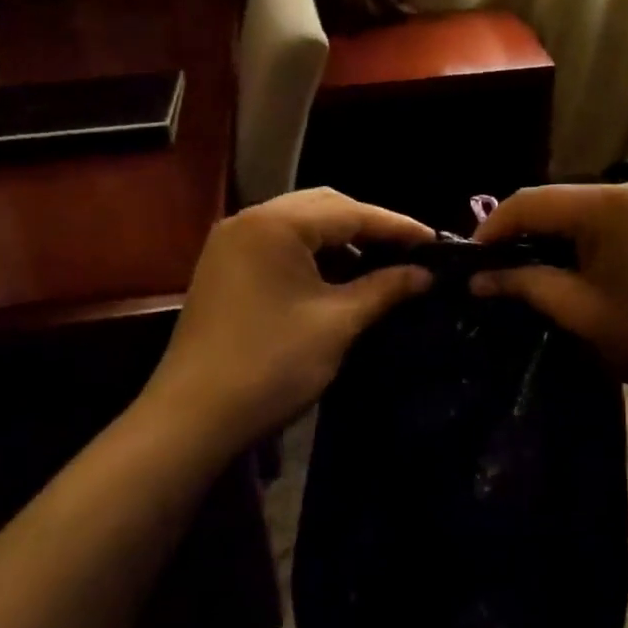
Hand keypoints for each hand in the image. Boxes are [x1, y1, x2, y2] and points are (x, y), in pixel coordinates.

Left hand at [143, 188, 433, 454]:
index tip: (435, 242)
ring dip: (341, 240)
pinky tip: (338, 278)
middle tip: (409, 252)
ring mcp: (232, 242)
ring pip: (301, 224)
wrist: (191, 420)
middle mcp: (249, 219)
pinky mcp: (224, 267)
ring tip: (380, 265)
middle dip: (369, 226)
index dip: (397, 227)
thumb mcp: (338, 323)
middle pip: (324, 207)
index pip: (351, 211)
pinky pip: (280, 244)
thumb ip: (386, 288)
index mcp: (275, 223)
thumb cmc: (271, 365)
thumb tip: (426, 274)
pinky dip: (313, 255)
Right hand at [470, 180, 627, 409]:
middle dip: (521, 230)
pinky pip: (609, 214)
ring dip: (552, 232)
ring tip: (526, 266)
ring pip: (582, 206)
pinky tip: (571, 261)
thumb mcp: (578, 312)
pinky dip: (583, 233)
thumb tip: (477, 279)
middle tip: (494, 267)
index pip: (530, 202)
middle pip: (556, 200)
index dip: (492, 228)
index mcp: (608, 204)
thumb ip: (523, 284)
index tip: (469, 260)